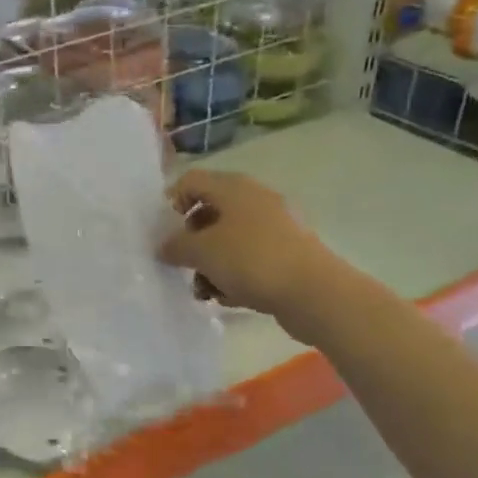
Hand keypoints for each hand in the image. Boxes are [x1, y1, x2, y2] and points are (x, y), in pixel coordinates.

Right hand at [157, 171, 347, 338]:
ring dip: (211, 263)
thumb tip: (164, 246)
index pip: (192, 181)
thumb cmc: (251, 260)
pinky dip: (235, 274)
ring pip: (229, 239)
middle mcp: (255, 200)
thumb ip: (175, 246)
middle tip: (183, 263)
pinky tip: (229, 296)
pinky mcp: (287, 253)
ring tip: (204, 289)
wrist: (313, 292)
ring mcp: (275, 226)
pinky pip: (250, 258)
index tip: (164, 232)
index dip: (172, 202)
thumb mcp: (201, 252)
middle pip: (210, 212)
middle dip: (192, 240)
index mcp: (234, 188)